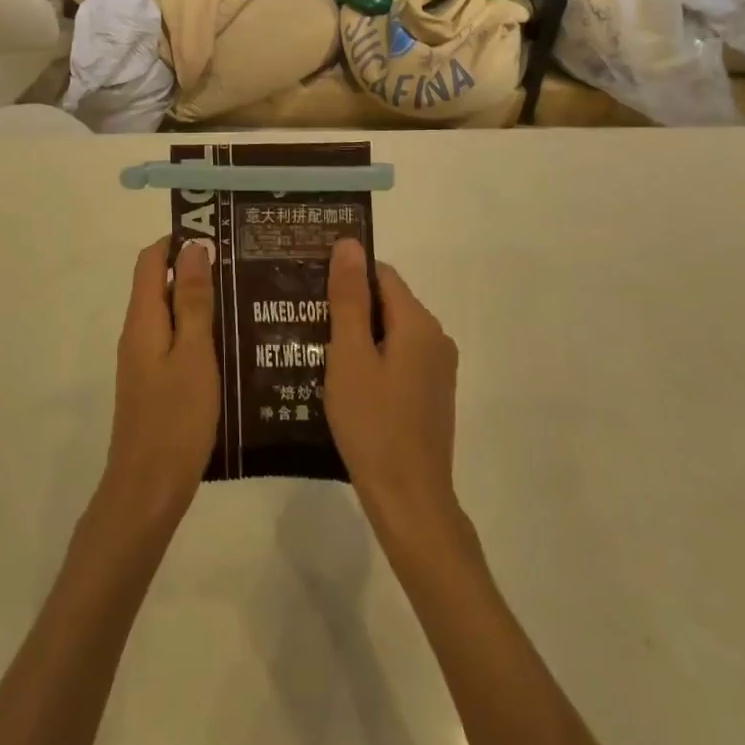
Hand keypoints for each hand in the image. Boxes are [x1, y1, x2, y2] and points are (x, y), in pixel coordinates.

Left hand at [96, 237, 219, 536]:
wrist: (147, 490)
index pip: (151, 259)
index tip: (218, 237)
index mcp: (143, 318)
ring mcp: (143, 358)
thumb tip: (193, 247)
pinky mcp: (153, 381)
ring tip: (245, 298)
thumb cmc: (175, 419)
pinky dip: (197, 331)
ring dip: (200, 301)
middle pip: (160, 283)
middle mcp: (137, 331)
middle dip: (196, 269)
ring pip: (170, 313)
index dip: (179, 241)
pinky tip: (231, 343)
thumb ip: (193, 302)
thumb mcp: (193, 355)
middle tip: (242, 266)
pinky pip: (173, 340)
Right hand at [325, 240, 460, 534]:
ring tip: (317, 348)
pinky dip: (372, 358)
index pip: (380, 274)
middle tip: (306, 320)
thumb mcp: (350, 355)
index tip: (310, 289)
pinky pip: (398, 358)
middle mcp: (436, 338)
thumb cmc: (373, 423)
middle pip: (387, 302)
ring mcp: (437, 369)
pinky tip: (343, 380)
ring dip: (358, 335)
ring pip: (391, 332)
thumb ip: (348, 298)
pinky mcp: (431, 394)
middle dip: (349, 306)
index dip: (346, 276)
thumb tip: (349, 243)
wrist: (409, 500)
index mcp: (418, 323)